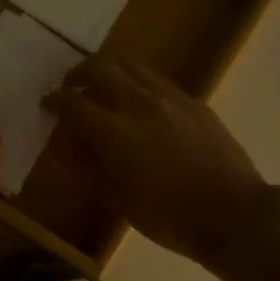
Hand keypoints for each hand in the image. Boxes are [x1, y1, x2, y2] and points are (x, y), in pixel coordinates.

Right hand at [44, 54, 266, 264]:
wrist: (233, 214)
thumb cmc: (167, 216)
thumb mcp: (116, 199)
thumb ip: (85, 166)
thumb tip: (63, 144)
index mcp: (114, 131)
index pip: (72, 102)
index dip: (54, 100)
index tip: (47, 104)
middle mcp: (139, 103)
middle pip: (100, 67)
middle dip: (78, 73)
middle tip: (71, 88)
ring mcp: (171, 98)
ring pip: (131, 64)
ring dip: (109, 69)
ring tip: (103, 86)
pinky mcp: (194, 102)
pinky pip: (157, 79)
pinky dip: (138, 82)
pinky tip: (141, 103)